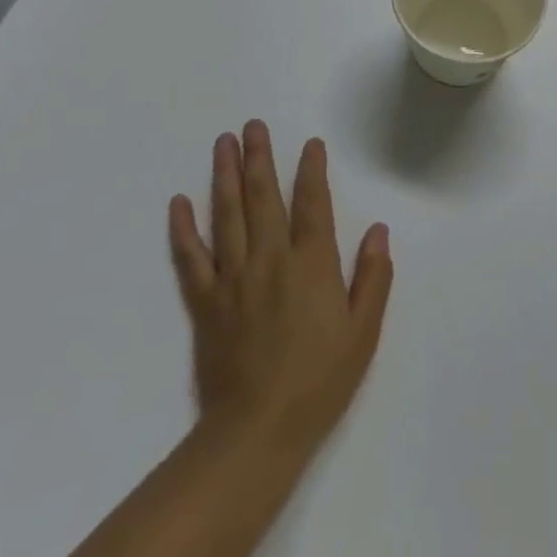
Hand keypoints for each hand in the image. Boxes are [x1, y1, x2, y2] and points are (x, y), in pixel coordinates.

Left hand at [168, 121, 392, 457]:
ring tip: (223, 143)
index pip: (312, 203)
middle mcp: (270, 258)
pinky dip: (183, 229)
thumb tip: (378, 230)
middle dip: (259, 157)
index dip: (312, 170)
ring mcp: (233, 277)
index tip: (310, 144)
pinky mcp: (206, 301)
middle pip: (263, 197)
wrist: (258, 431)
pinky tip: (178, 202)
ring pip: (227, 214)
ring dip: (225, 175)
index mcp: (311, 263)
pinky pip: (191, 257)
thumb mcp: (363, 332)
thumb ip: (373, 277)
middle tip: (252, 125)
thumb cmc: (319, 381)